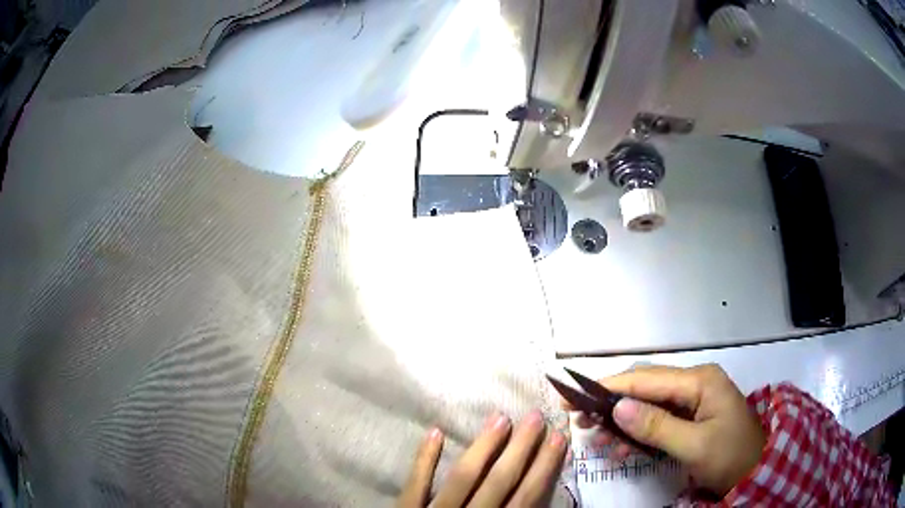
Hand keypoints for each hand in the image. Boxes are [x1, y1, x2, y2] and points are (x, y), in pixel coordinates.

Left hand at [397, 411, 567, 506]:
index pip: (526, 497)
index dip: (544, 468)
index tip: (558, 440)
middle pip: (499, 480)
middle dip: (521, 449)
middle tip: (536, 417)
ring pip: (463, 477)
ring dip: (483, 447)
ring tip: (500, 418)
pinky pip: (414, 484)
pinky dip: (423, 460)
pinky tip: (435, 433)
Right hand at [567, 364, 765, 495]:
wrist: (757, 469)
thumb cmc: (731, 456)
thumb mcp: (695, 445)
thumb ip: (657, 426)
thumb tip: (617, 408)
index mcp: (700, 381)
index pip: (647, 379)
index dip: (610, 387)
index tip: (576, 397)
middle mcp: (695, 382)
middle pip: (645, 387)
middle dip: (611, 404)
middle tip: (580, 421)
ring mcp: (694, 398)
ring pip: (649, 403)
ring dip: (622, 420)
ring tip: (597, 438)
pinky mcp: (692, 415)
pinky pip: (659, 418)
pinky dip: (638, 431)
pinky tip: (623, 446)